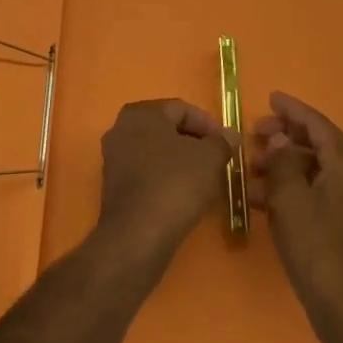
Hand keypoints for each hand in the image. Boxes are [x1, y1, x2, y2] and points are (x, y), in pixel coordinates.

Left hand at [95, 99, 236, 265]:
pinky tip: (183, 193)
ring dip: (180, 160)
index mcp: (141, 113)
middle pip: (166, 128)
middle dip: (193, 141)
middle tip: (217, 158)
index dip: (208, 124)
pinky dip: (165, 176)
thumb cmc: (176, 184)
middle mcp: (120, 128)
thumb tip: (229, 135)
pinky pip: (145, 171)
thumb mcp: (210, 159)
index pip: (181, 108)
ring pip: (155, 151)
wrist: (138, 233)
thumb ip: (222, 142)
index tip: (226, 144)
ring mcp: (113, 157)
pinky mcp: (113, 184)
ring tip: (204, 177)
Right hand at [250, 91, 342, 338]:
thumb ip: (282, 163)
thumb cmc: (316, 247)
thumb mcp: (290, 199)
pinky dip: (288, 190)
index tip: (271, 97)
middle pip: (317, 146)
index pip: (319, 126)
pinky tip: (260, 199)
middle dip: (284, 137)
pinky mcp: (341, 225)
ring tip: (250, 168)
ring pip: (311, 171)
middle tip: (255, 133)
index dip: (294, 110)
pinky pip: (312, 193)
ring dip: (281, 166)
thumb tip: (278, 141)